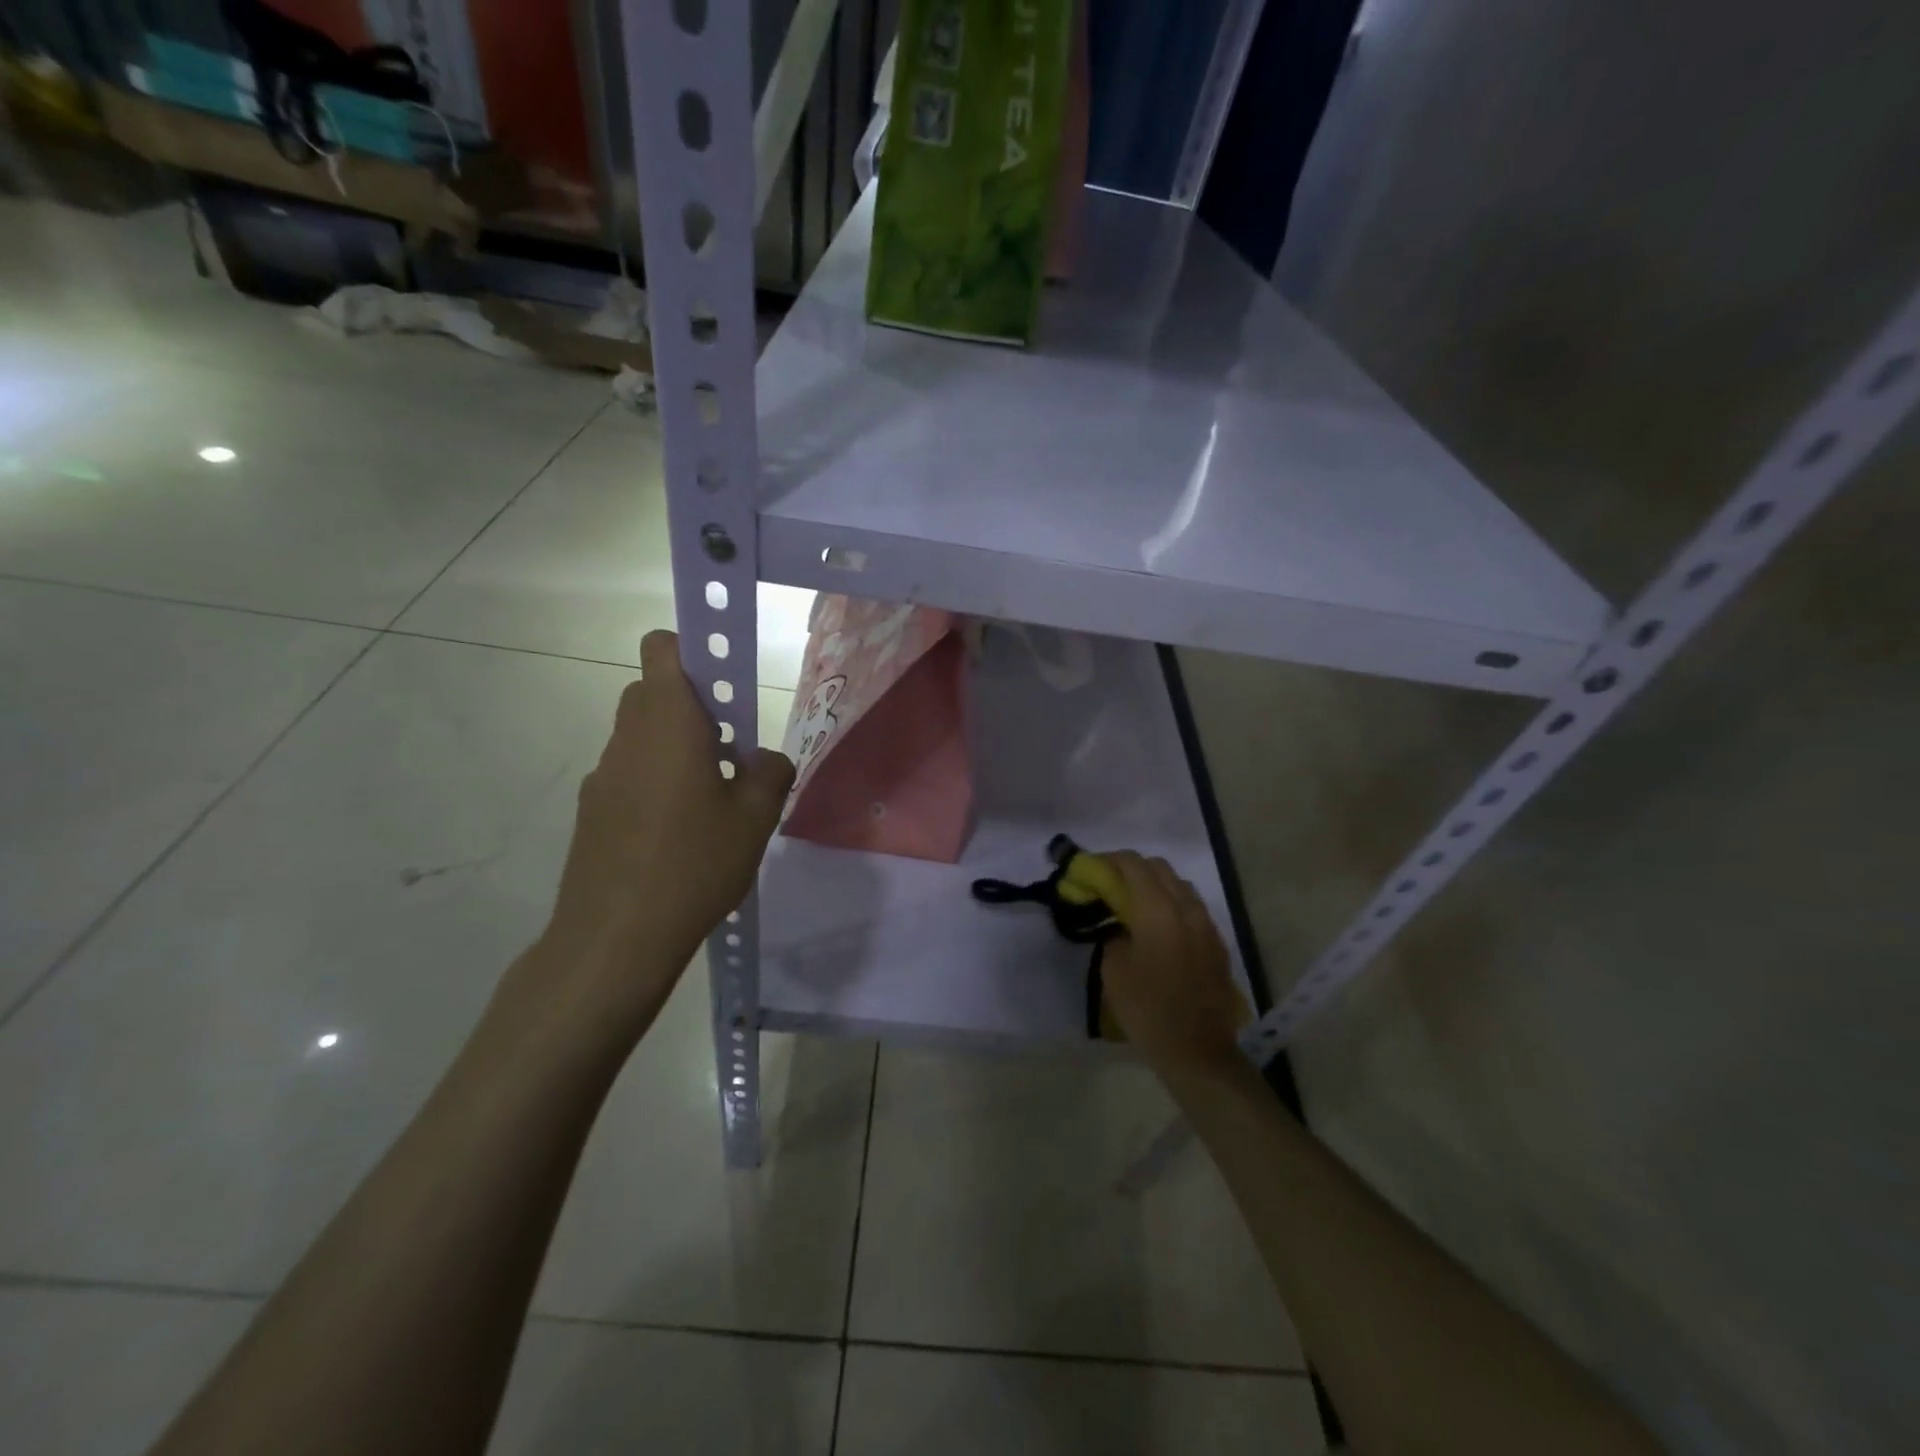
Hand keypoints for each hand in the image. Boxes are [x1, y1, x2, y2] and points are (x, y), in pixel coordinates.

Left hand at [537, 630, 793, 1034]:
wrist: (615, 937)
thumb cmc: (694, 863)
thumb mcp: (755, 818)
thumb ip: (770, 773)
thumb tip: (766, 759)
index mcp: (669, 723)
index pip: (664, 649)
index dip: (694, 650)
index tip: (725, 682)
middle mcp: (629, 736)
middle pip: (654, 691)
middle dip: (693, 706)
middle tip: (728, 749)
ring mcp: (603, 773)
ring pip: (641, 735)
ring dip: (674, 747)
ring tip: (708, 801)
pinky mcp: (591, 809)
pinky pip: (628, 773)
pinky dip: (653, 782)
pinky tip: (675, 834)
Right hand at [1100, 853, 1245, 1078]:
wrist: (1197, 1051)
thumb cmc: (1147, 1009)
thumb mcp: (1114, 969)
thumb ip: (1115, 933)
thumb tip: (1120, 923)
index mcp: (1158, 911)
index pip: (1133, 865)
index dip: (1109, 860)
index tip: (1091, 869)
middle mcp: (1186, 909)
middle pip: (1159, 868)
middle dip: (1132, 868)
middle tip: (1109, 884)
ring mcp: (1206, 925)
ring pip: (1179, 886)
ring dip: (1155, 885)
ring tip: (1134, 904)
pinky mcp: (1216, 943)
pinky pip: (1192, 908)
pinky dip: (1172, 904)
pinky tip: (1158, 927)